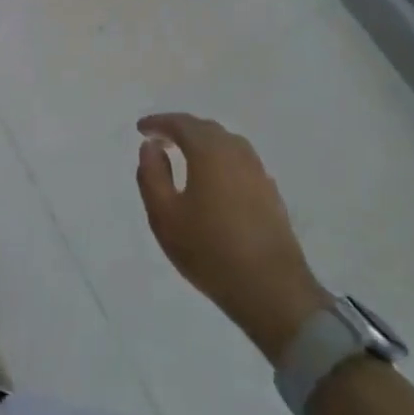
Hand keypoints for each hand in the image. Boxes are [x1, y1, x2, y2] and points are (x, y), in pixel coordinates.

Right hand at [136, 113, 330, 363]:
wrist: (272, 291)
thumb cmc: (210, 250)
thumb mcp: (164, 215)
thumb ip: (152, 174)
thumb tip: (152, 147)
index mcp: (210, 151)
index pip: (181, 124)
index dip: (158, 123)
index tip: (141, 129)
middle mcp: (237, 153)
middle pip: (206, 129)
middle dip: (181, 129)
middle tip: (160, 138)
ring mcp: (258, 173)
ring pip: (226, 144)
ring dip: (203, 143)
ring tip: (185, 155)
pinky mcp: (271, 194)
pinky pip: (239, 162)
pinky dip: (220, 160)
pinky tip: (213, 179)